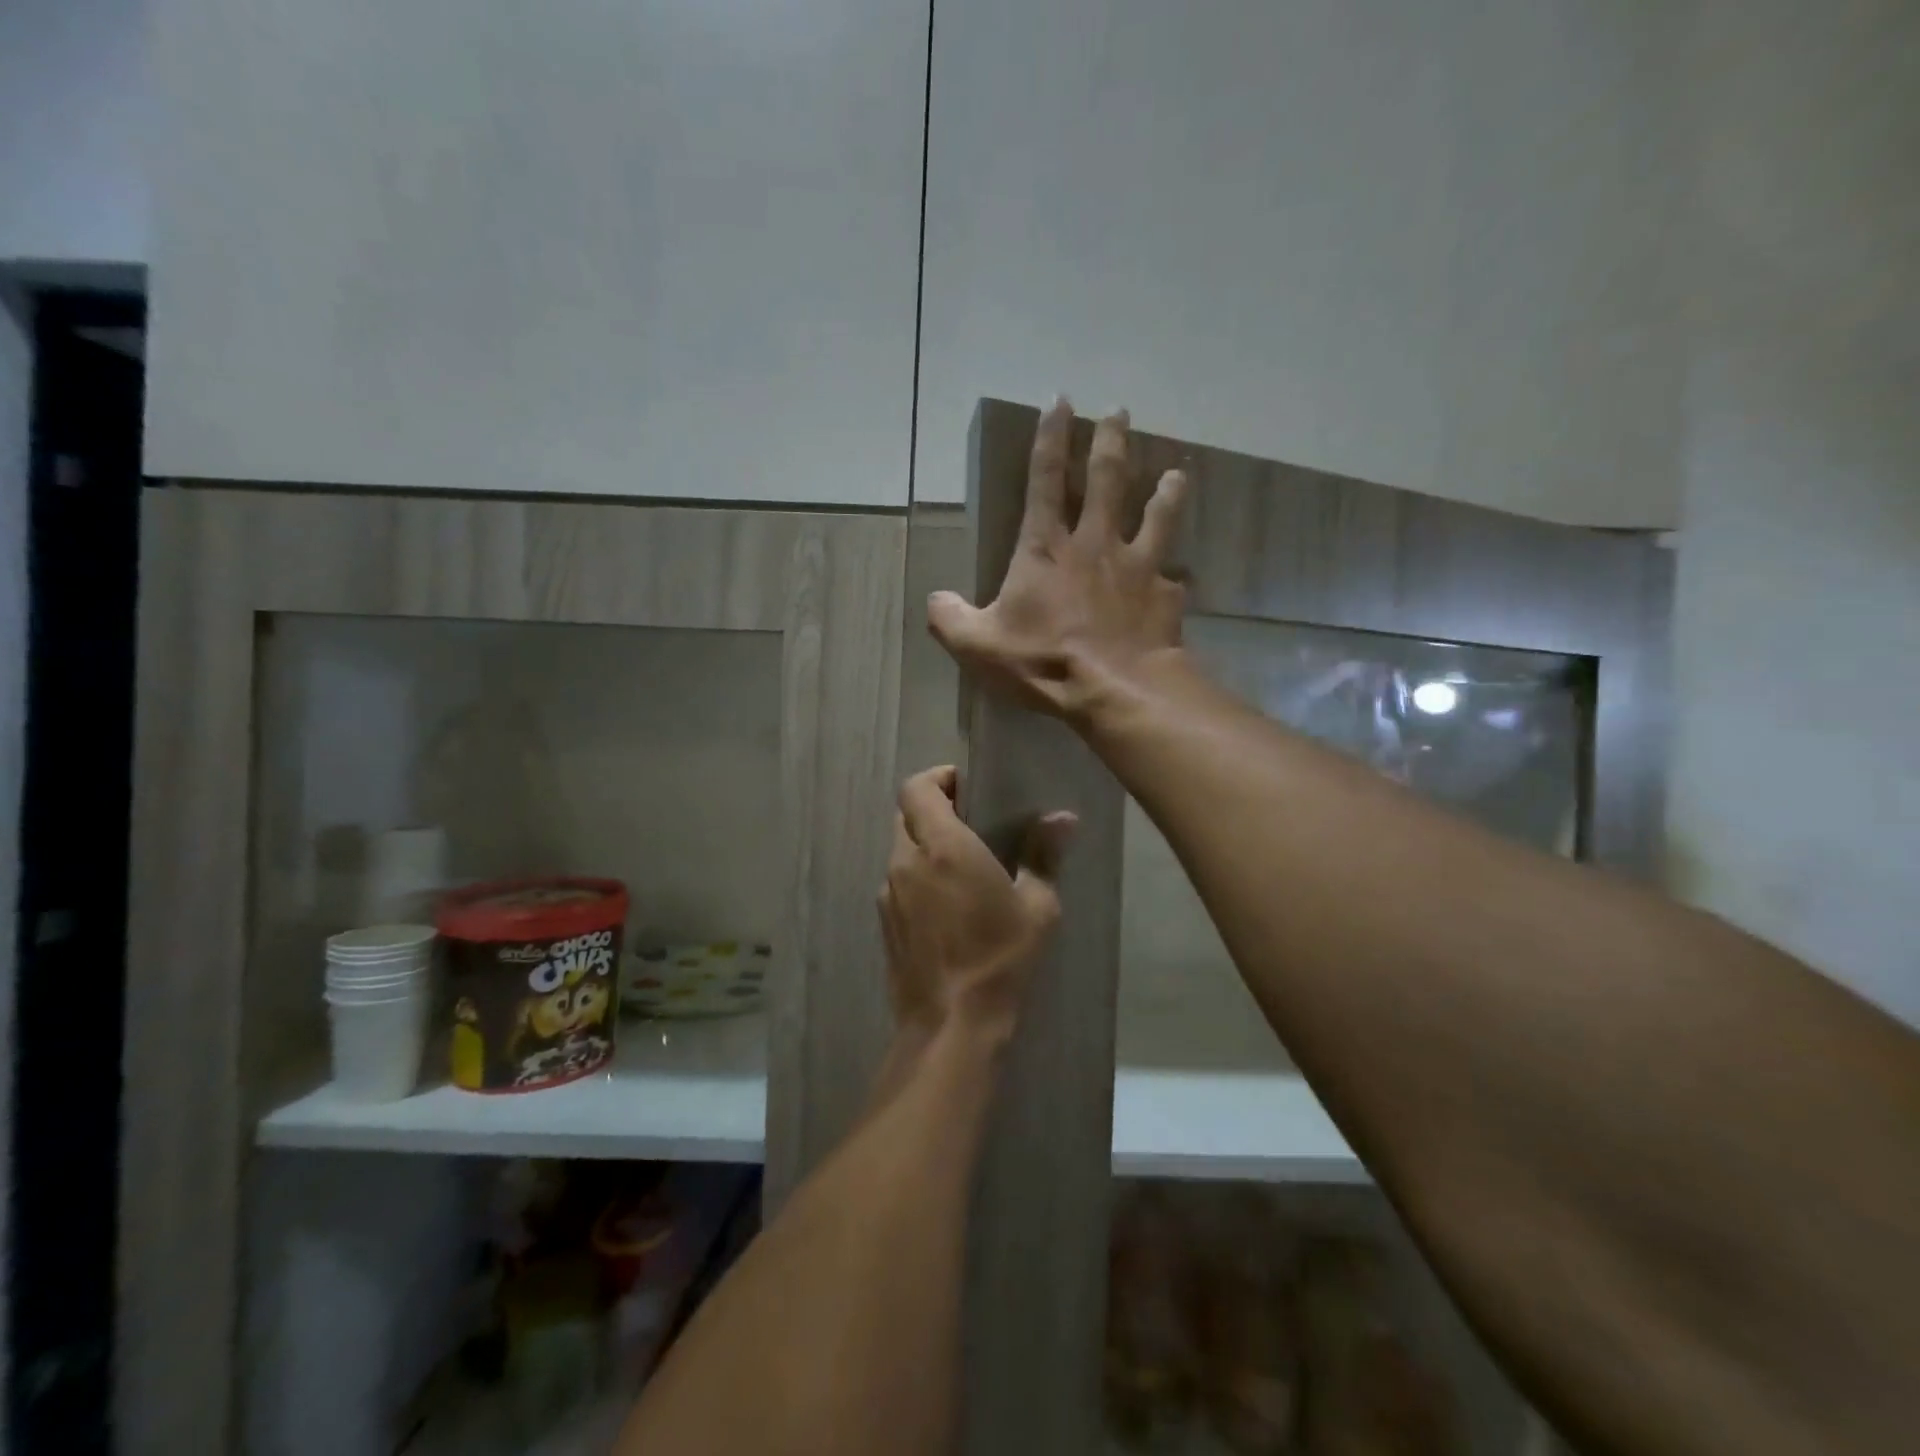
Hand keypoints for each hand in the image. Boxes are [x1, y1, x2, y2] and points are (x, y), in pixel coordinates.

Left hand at [878, 765, 1074, 1046]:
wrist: (950, 1025)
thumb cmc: (999, 959)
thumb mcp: (1036, 908)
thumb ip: (1043, 855)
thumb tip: (1062, 818)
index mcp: (941, 847)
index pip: (917, 788)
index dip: (937, 777)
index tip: (965, 784)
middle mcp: (906, 862)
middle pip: (906, 815)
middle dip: (933, 808)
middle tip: (969, 821)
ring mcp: (888, 893)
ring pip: (900, 849)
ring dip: (924, 844)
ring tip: (961, 864)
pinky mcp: (884, 922)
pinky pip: (897, 882)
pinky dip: (917, 875)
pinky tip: (945, 903)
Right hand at [928, 398, 1189, 721]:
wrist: (1115, 688)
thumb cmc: (1043, 661)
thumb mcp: (978, 646)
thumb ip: (950, 619)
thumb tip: (936, 600)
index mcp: (1046, 548)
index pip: (1044, 479)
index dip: (1050, 438)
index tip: (1059, 401)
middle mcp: (1095, 544)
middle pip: (1107, 479)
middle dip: (1111, 441)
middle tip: (1120, 411)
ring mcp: (1137, 566)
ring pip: (1156, 514)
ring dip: (1165, 490)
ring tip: (1176, 471)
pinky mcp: (1165, 595)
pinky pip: (1174, 579)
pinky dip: (1176, 576)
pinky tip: (1182, 578)